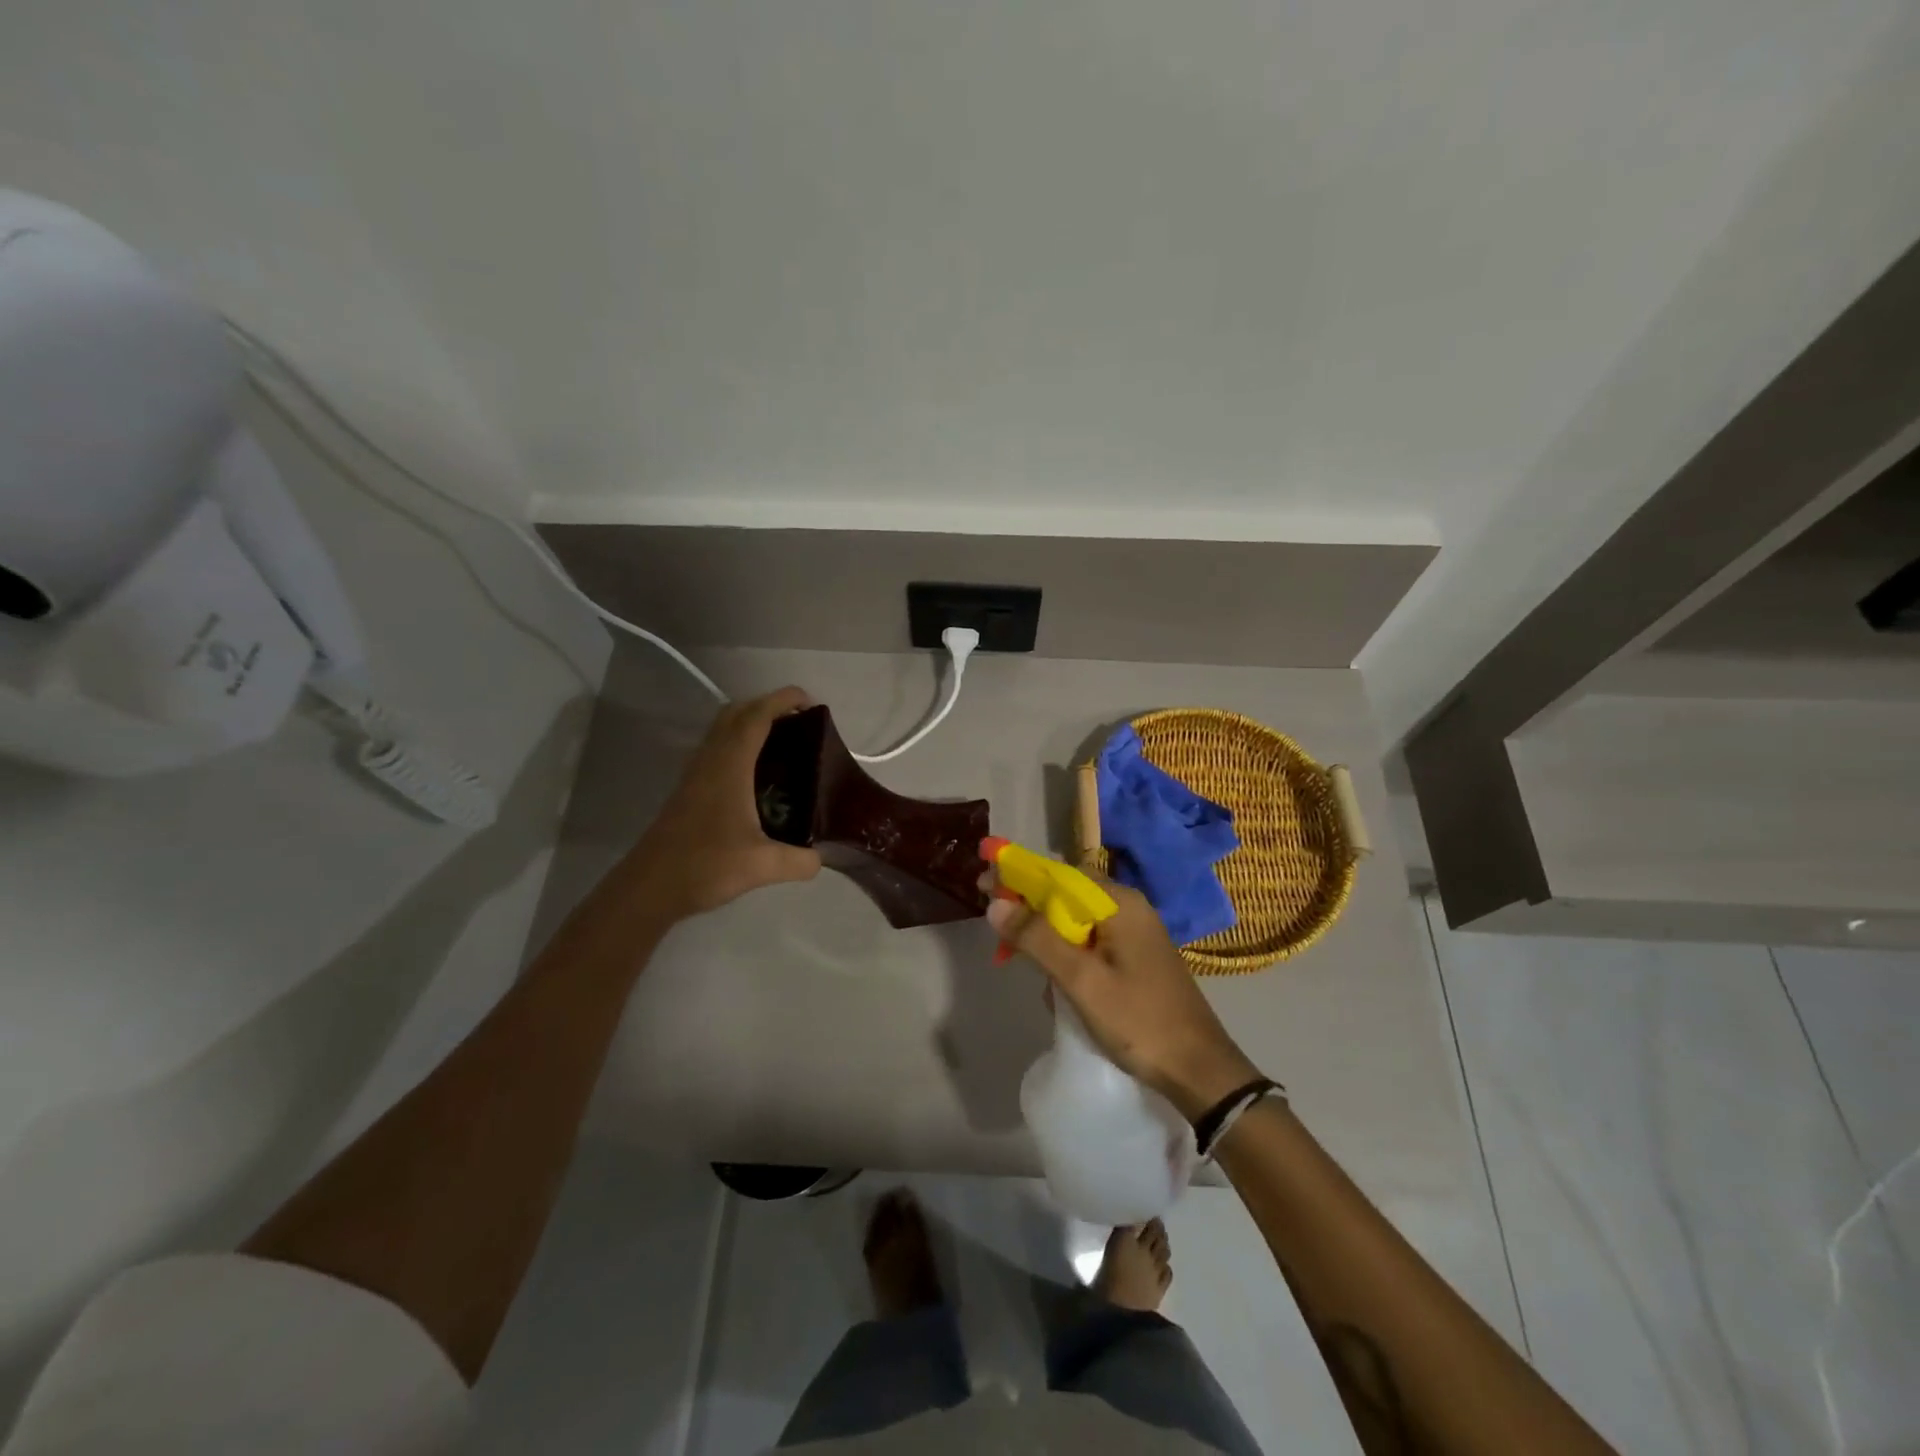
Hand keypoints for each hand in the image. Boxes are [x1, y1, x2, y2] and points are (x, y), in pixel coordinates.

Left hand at [623, 687, 822, 922]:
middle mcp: (711, 760)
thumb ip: (799, 861)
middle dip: (767, 706)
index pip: (757, 716)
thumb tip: (821, 859)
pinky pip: (717, 749)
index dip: (783, 700)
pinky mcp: (689, 789)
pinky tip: (757, 774)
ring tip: (783, 744)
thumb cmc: (705, 865)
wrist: (650, 886)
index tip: (810, 702)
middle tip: (799, 723)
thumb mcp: (762, 866)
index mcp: (729, 765)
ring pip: (723, 730)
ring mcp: (696, 773)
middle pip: (736, 713)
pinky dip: (739, 744)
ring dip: (751, 723)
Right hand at [986, 874, 1261, 1120]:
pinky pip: (1090, 941)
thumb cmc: (1139, 1021)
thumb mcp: (1082, 981)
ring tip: (1021, 961)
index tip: (983, 883)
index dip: (1018, 875)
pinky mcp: (1135, 957)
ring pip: (1076, 920)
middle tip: (998, 932)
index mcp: (1119, 903)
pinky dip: (1067, 954)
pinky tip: (1055, 984)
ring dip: (1046, 937)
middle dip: (1029, 910)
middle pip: (1066, 894)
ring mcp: (1134, 933)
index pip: (1058, 873)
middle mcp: (1128, 908)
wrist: (1199, 1071)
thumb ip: (1038, 939)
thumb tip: (996, 904)